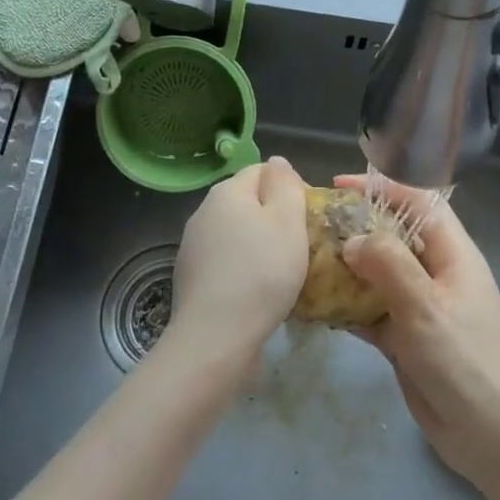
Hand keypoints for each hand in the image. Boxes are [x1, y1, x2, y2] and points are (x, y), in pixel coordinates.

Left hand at [162, 157, 308, 376]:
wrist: (215, 336)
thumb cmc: (261, 273)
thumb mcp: (287, 221)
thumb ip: (285, 185)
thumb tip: (277, 162)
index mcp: (227, 191)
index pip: (262, 171)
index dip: (289, 188)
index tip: (308, 218)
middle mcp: (204, 211)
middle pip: (247, 202)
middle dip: (274, 218)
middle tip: (301, 246)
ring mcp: (193, 246)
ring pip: (236, 233)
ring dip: (258, 245)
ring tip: (282, 272)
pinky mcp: (191, 277)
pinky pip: (225, 262)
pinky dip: (243, 269)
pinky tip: (258, 293)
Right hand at [336, 175, 499, 495]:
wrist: (493, 438)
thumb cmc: (466, 362)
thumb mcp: (426, 307)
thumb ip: (388, 265)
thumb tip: (351, 240)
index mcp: (452, 255)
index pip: (417, 203)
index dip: (382, 188)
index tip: (338, 187)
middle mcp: (435, 274)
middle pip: (392, 236)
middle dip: (354, 227)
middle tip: (310, 226)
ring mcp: (419, 307)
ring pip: (376, 274)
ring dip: (344, 268)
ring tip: (303, 260)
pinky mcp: (405, 339)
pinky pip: (370, 311)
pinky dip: (345, 306)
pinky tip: (313, 305)